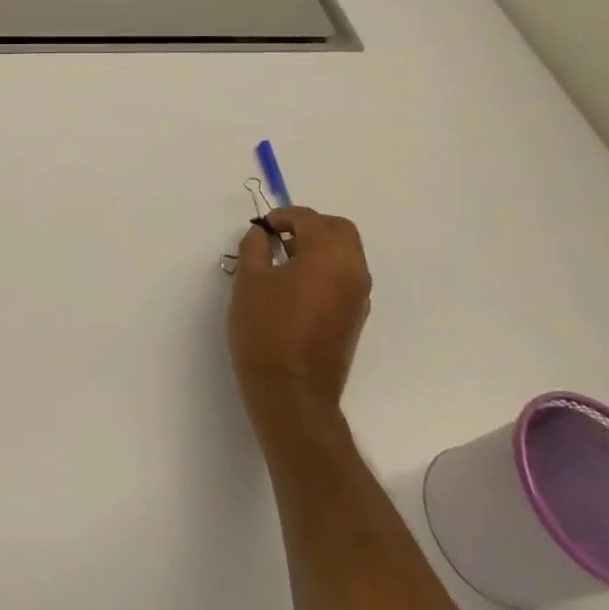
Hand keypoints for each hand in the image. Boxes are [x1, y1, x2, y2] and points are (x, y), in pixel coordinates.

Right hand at [227, 206, 372, 407]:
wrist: (291, 393)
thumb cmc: (266, 329)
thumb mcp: (249, 280)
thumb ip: (255, 247)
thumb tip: (262, 235)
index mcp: (328, 255)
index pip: (308, 219)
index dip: (282, 217)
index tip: (260, 228)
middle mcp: (352, 270)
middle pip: (338, 230)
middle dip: (309, 226)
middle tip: (279, 236)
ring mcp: (359, 296)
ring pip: (346, 253)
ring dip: (319, 246)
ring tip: (284, 260)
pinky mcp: (356, 317)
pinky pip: (346, 276)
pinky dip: (326, 268)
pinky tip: (297, 284)